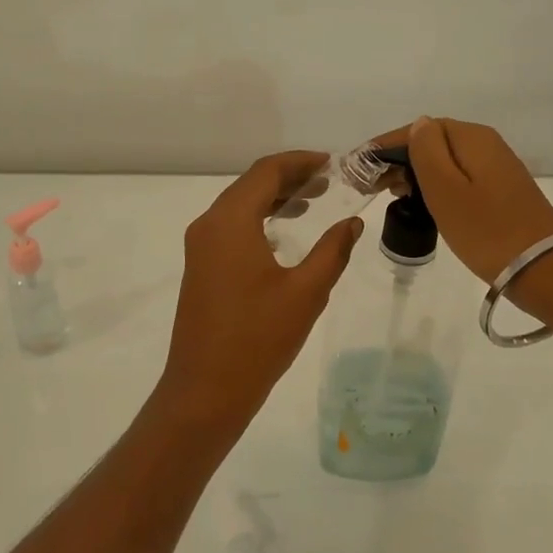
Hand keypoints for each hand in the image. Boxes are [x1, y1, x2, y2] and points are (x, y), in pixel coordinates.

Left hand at [157, 152, 363, 428]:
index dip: (300, 162)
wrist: (205, 390)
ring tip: (313, 201)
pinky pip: (231, 227)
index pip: (266, 172)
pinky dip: (259, 219)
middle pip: (250, 184)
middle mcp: (209, 225)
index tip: (332, 163)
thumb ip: (333, 251)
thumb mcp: (306, 292)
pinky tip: (283, 233)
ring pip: (239, 206)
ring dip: (274, 198)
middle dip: (290, 178)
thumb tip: (352, 222)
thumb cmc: (258, 339)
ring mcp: (200, 248)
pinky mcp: (201, 268)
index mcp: (230, 221)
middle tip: (329, 181)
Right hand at [371, 118, 552, 284]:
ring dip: (414, 173)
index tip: (358, 167)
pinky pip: (458, 178)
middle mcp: (486, 144)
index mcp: (471, 138)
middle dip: (398, 159)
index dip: (385, 146)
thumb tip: (418, 125)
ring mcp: (496, 168)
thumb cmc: (486, 230)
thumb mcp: (446, 189)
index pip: (419, 129)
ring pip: (445, 161)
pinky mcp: (501, 191)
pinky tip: (421, 202)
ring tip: (390, 194)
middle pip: (432, 142)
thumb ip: (427, 151)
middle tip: (369, 185)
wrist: (543, 269)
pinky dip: (434, 186)